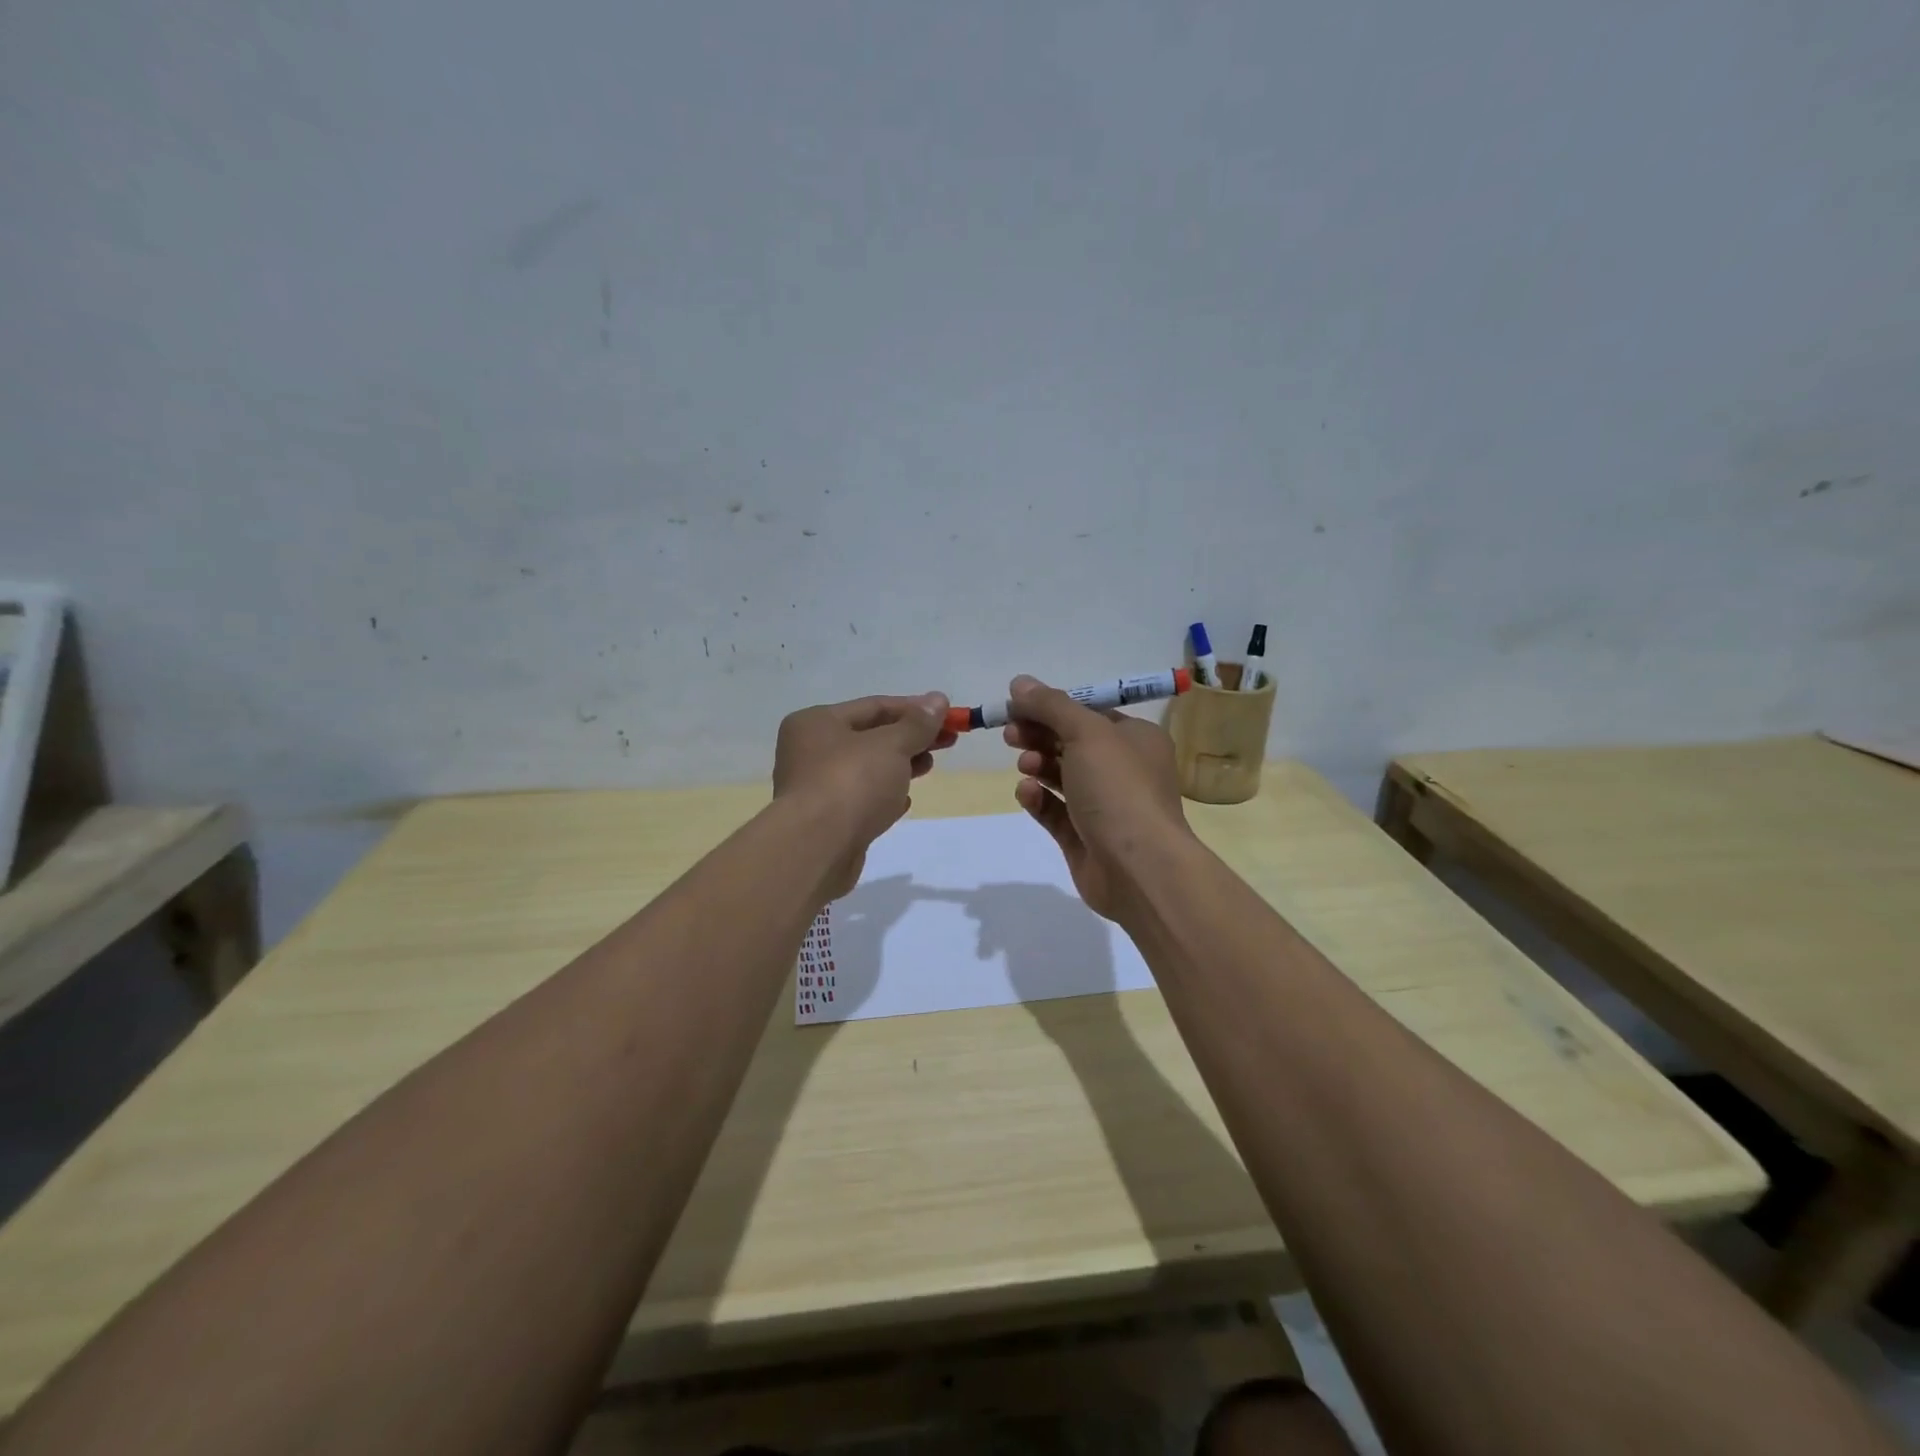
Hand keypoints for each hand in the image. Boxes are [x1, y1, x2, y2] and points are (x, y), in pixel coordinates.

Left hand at [774, 693, 954, 898]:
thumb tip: (938, 699)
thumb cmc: (851, 783)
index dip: (914, 709)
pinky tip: (904, 802)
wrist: (816, 849)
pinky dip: (884, 796)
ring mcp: (815, 788)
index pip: (874, 706)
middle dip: (910, 738)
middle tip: (947, 742)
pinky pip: (860, 799)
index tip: (949, 716)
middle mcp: (809, 751)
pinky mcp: (826, 821)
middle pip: (870, 737)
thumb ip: (917, 724)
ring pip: (866, 769)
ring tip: (929, 767)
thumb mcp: (891, 745)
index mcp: (816, 722)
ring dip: (900, 766)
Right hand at [1001, 674, 1191, 919]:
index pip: (1088, 714)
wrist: (1138, 867)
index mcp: (1135, 739)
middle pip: (1071, 743)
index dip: (1051, 707)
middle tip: (1010, 734)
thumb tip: (1019, 682)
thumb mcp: (1086, 733)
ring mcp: (1103, 806)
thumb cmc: (1118, 788)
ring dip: (1038, 765)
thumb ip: (1051, 705)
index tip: (1016, 706)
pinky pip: (1055, 810)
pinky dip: (1039, 799)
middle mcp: (1123, 770)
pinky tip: (1027, 793)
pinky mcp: (1084, 837)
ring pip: (1061, 776)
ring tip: (1023, 765)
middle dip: (1039, 735)